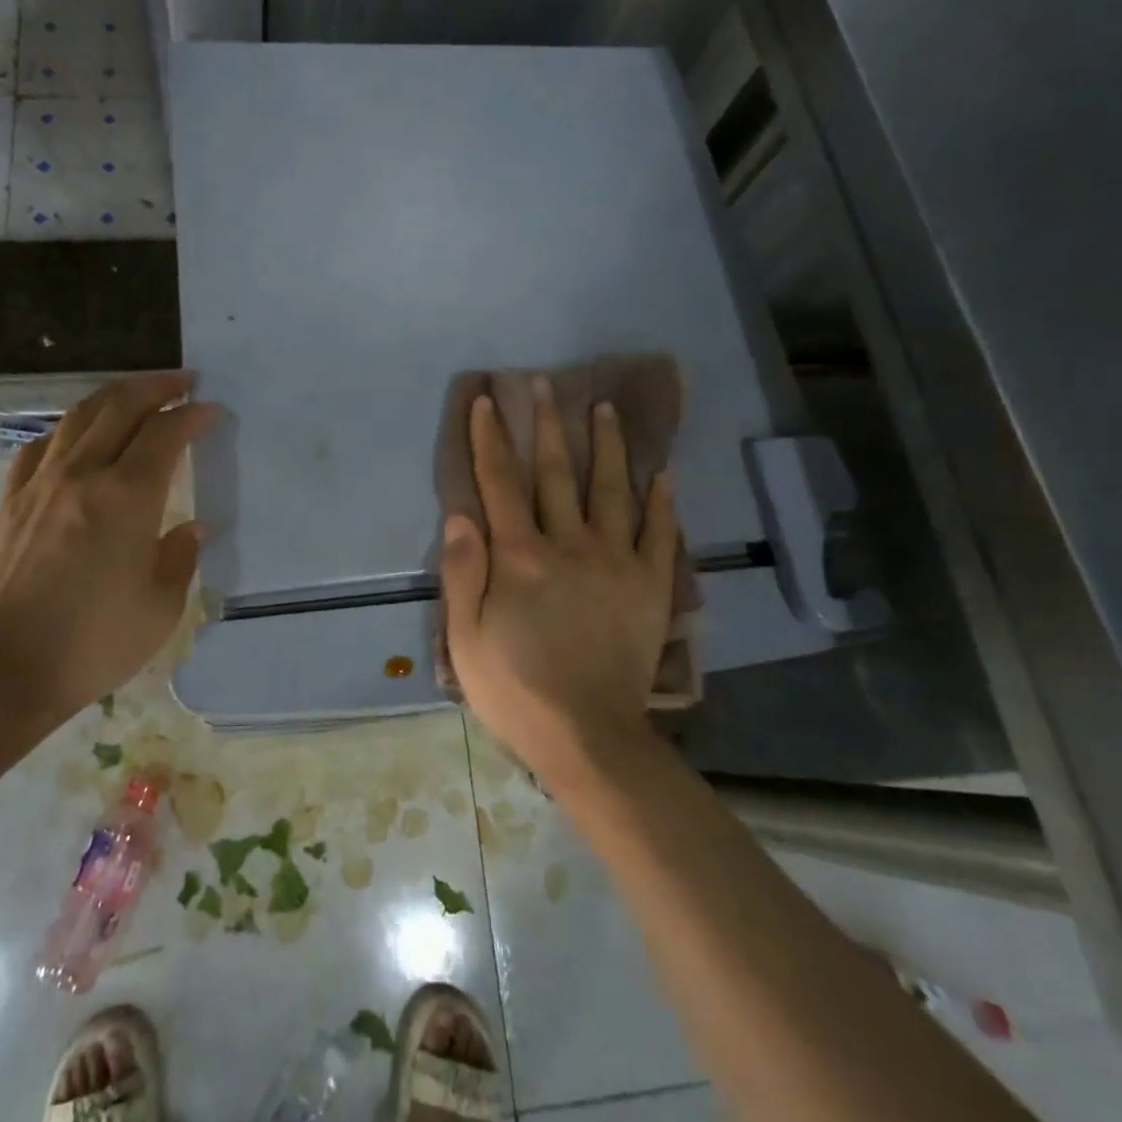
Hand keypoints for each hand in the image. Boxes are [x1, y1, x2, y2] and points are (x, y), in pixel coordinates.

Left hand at [0, 372, 217, 719]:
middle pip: (120, 406)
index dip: (193, 416)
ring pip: (78, 416)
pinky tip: (75, 436)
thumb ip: (180, 556)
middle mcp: (83, 474)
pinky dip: (68, 428)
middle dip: (156, 387)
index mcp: (127, 495)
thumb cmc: (95, 640)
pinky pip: (41, 446)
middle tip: (182, 382)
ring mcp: (41, 483)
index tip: (212, 411)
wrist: (6, 668)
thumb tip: (191, 528)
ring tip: (136, 394)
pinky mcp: (11, 502)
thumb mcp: (161, 605)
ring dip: (113, 396)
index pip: (165, 433)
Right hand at [440, 377, 677, 786]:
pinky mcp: (649, 586)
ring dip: (606, 446)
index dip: (489, 438)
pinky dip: (661, 502)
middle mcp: (568, 545)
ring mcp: (615, 562)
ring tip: (604, 408)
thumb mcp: (464, 638)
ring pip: (611, 490)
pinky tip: (661, 473)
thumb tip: (461, 514)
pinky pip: (658, 534)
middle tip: (546, 383)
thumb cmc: (515, 689)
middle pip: (554, 473)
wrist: (589, 738)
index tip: (486, 401)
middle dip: (546, 425)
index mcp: (519, 557)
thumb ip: (461, 572)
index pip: (499, 482)